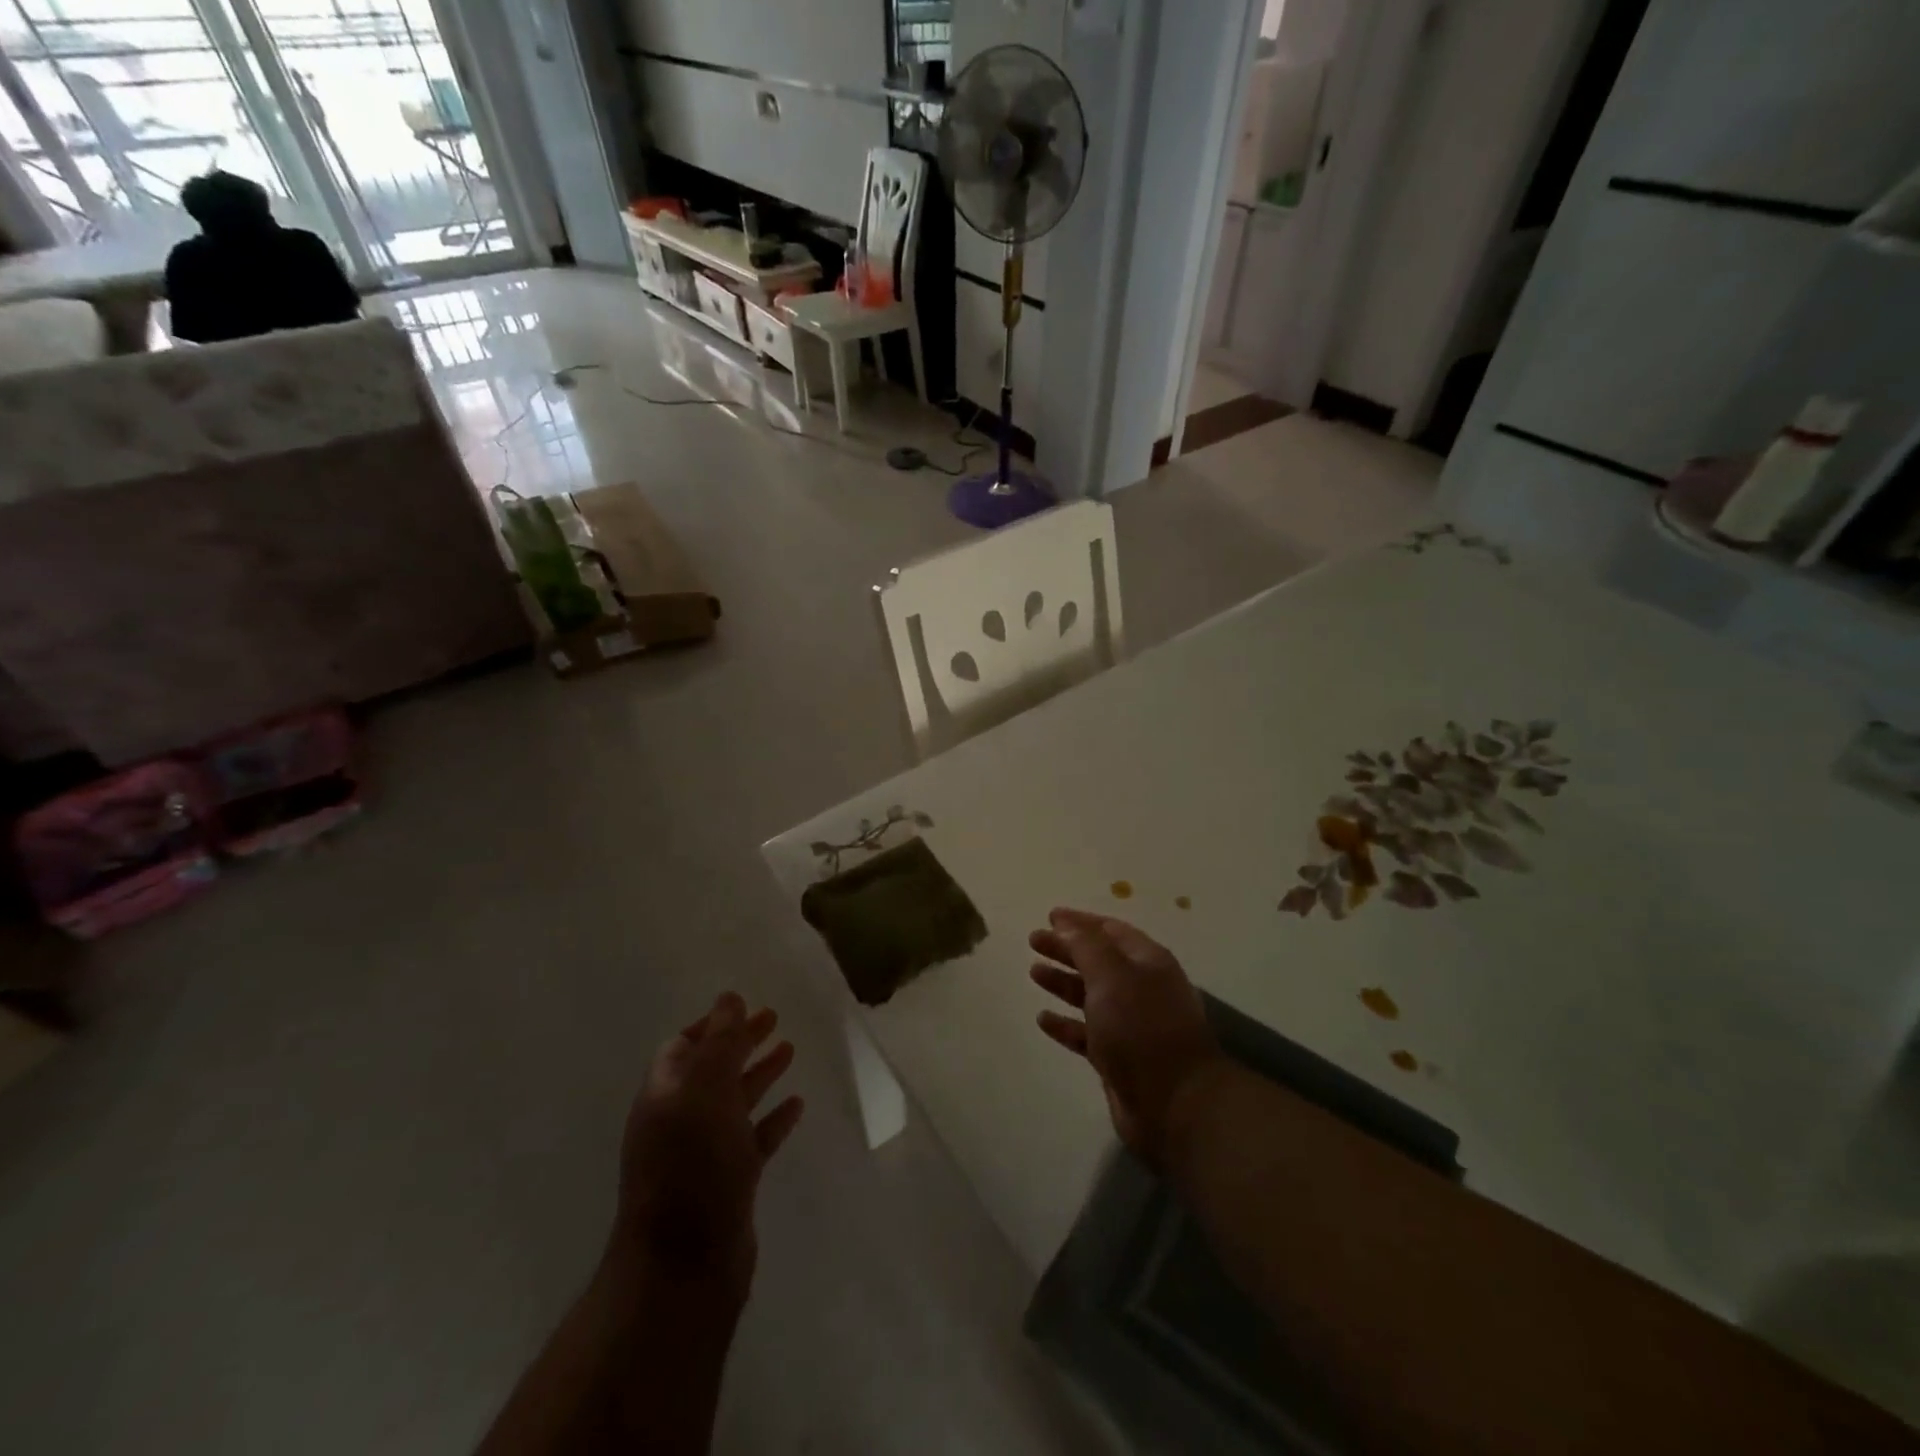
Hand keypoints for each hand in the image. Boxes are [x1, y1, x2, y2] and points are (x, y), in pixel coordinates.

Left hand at [612, 993, 804, 1308]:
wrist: (684, 1267)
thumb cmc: (692, 1167)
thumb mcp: (705, 1092)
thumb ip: (720, 1042)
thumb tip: (729, 997)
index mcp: (664, 1095)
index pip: (684, 1046)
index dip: (713, 1024)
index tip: (745, 1006)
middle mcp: (680, 1120)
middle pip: (712, 1069)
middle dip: (741, 1042)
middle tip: (775, 1018)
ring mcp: (703, 1154)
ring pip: (734, 1102)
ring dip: (760, 1074)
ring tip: (791, 1050)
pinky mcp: (728, 1182)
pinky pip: (754, 1138)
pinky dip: (773, 1118)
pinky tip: (797, 1105)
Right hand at [1029, 909, 1226, 1167]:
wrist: (1174, 1103)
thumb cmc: (1142, 1028)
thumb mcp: (1112, 976)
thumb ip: (1086, 947)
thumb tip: (1066, 924)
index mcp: (1147, 962)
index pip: (1111, 931)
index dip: (1081, 922)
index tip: (1051, 915)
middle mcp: (1141, 989)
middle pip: (1098, 961)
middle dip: (1067, 949)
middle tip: (1033, 941)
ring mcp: (1131, 1025)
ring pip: (1091, 996)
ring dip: (1063, 982)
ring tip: (1034, 973)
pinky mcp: (1119, 1058)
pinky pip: (1086, 1034)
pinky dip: (1065, 1024)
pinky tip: (1043, 1019)